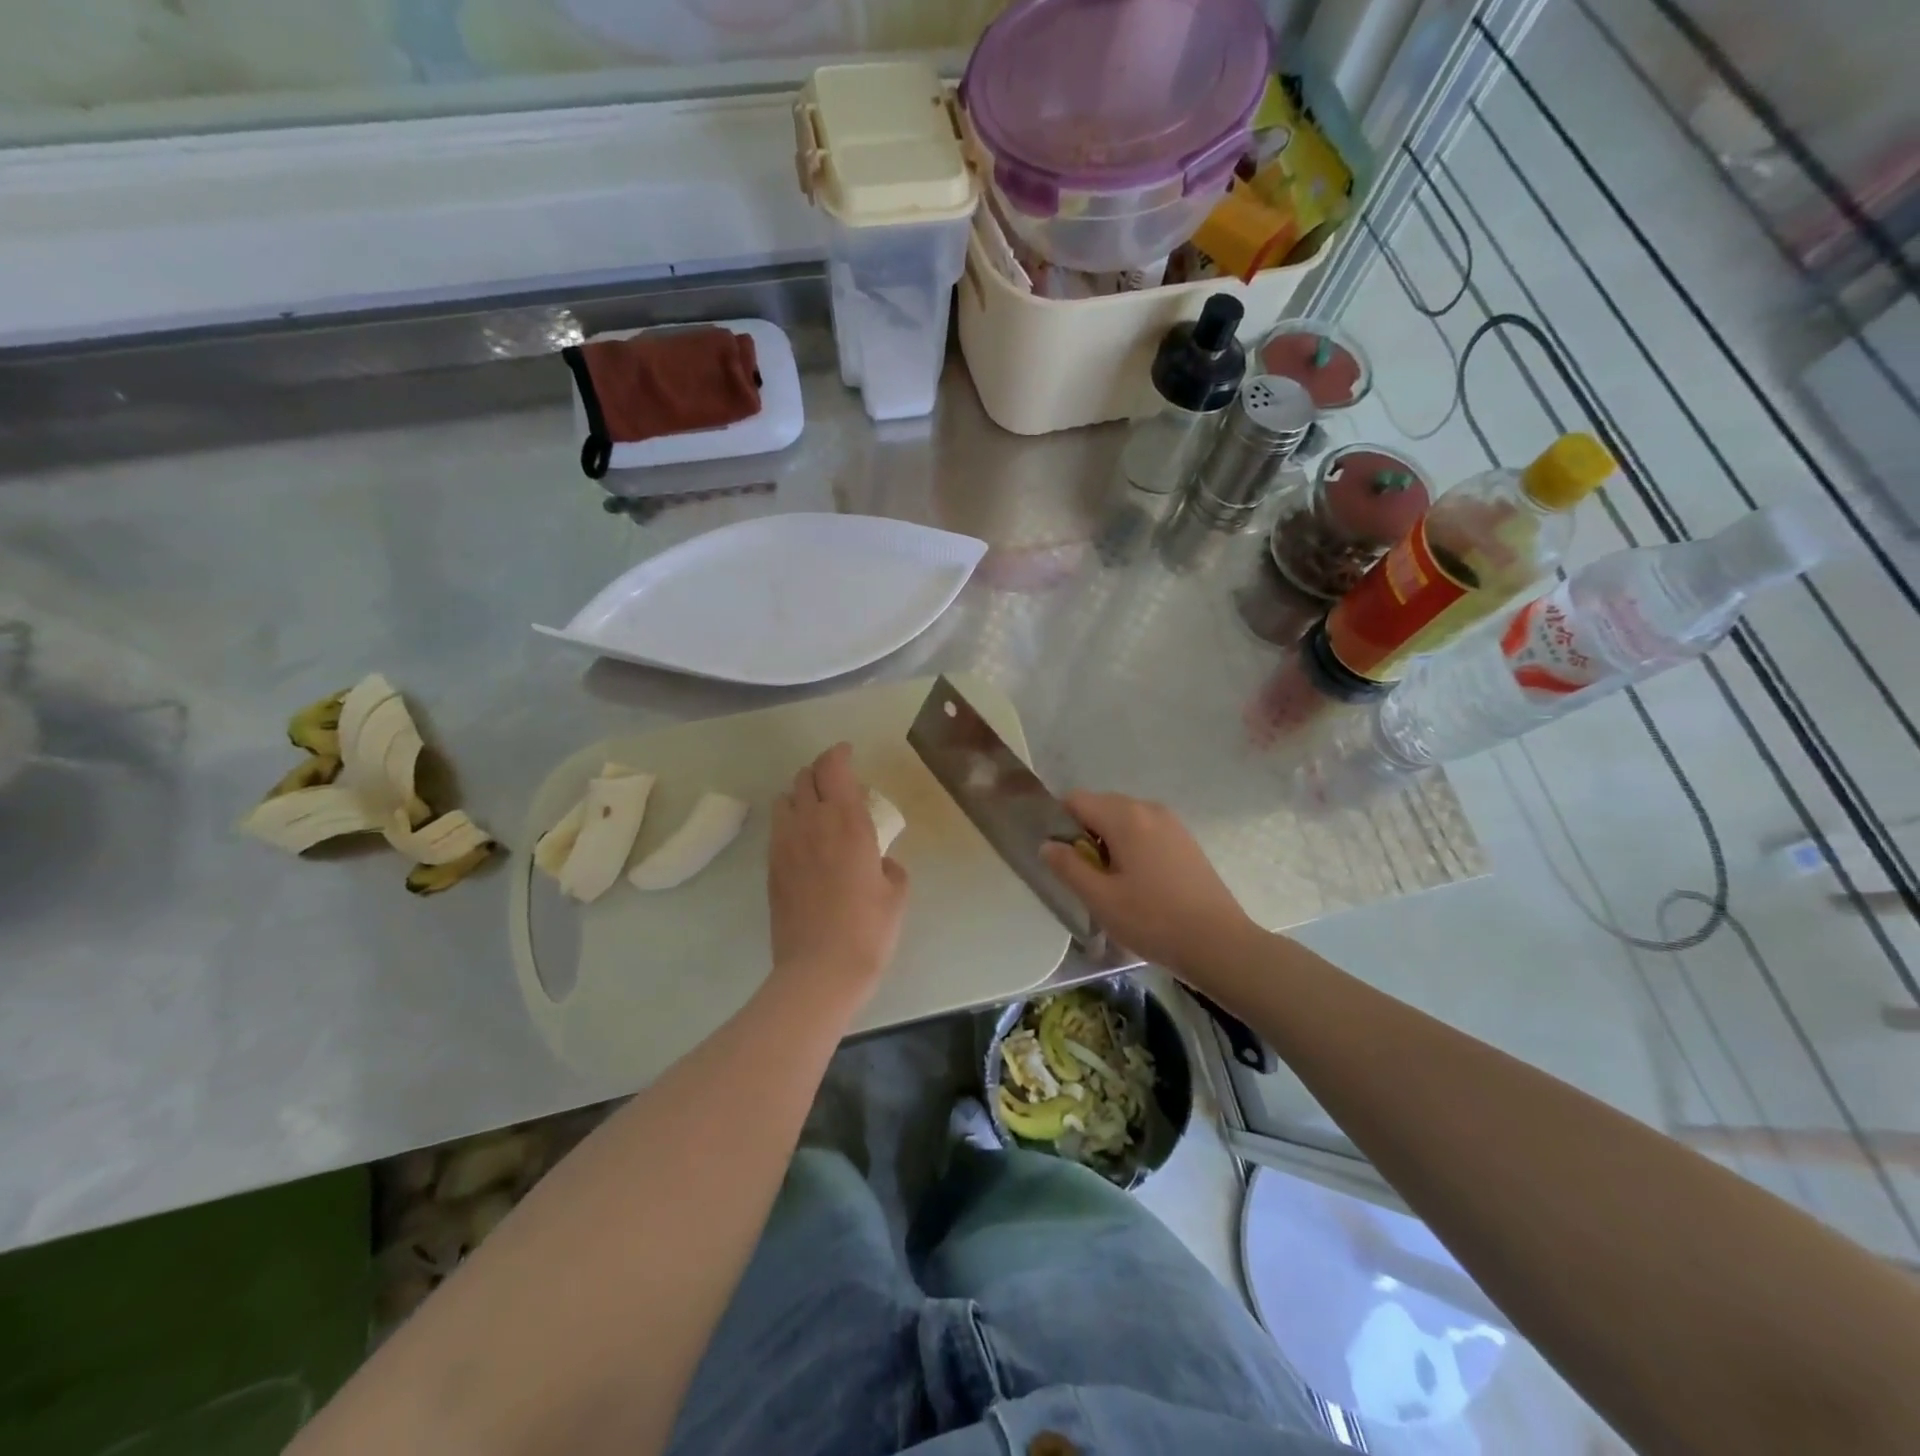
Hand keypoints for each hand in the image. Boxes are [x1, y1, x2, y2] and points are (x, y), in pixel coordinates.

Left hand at [767, 743, 909, 1009]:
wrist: (818, 971)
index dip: (839, 753)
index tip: (848, 752)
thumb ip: (890, 865)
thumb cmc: (868, 931)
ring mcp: (785, 845)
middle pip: (805, 777)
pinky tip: (805, 839)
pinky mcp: (771, 867)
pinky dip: (791, 820)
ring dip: (801, 793)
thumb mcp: (896, 894)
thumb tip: (880, 860)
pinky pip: (778, 827)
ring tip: (818, 807)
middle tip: (838, 780)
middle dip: (821, 771)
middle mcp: (811, 824)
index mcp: (847, 823)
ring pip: (785, 799)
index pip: (834, 769)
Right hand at [1041, 793, 1259, 982]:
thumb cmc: (1153, 920)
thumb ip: (1068, 867)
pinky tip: (1139, 883)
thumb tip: (1047, 844)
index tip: (1062, 858)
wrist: (1219, 943)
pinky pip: (1145, 831)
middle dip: (1085, 834)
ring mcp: (1171, 823)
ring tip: (1112, 883)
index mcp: (1125, 816)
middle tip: (1086, 876)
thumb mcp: (1100, 898)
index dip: (1060, 824)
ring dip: (1108, 842)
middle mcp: (1148, 808)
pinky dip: (1132, 847)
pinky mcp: (1185, 840)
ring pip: (1124, 820)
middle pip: (1100, 806)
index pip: (1076, 800)